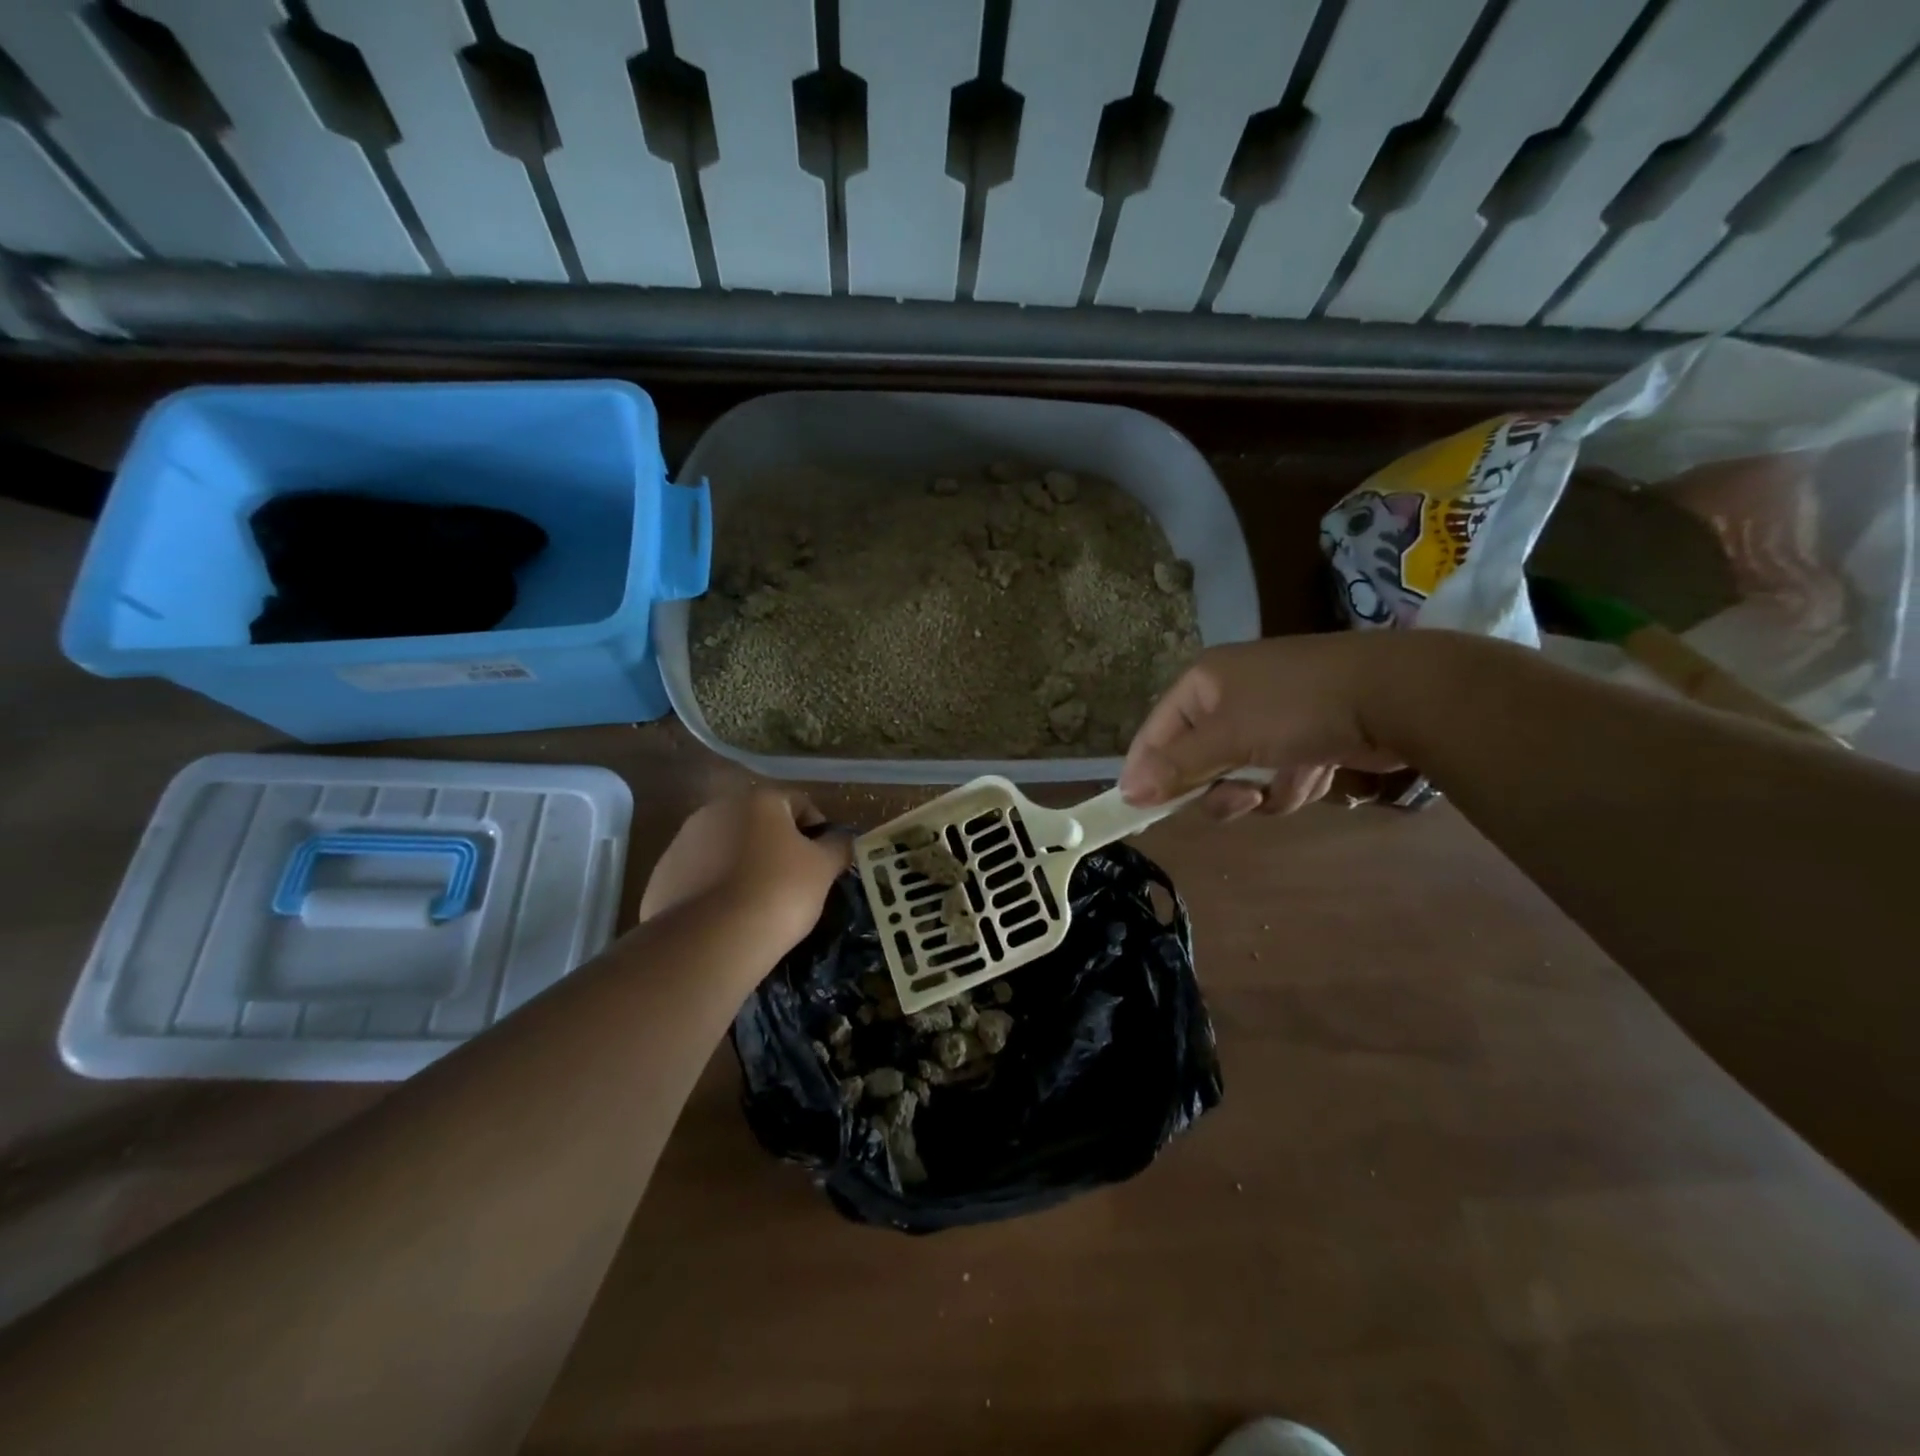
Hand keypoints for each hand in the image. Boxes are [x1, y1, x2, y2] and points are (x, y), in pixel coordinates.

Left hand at [640, 789, 851, 948]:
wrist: (710, 941)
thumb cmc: (778, 892)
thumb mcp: (823, 869)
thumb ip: (838, 846)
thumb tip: (841, 840)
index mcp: (758, 799)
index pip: (799, 803)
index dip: (818, 832)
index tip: (824, 864)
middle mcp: (717, 809)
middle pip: (759, 824)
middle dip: (777, 847)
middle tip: (794, 884)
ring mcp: (683, 842)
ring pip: (726, 849)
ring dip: (744, 866)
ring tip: (759, 904)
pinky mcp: (662, 876)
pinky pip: (701, 876)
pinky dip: (716, 889)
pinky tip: (728, 917)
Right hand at [1120, 634, 1412, 819]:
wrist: (1397, 695)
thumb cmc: (1298, 707)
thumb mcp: (1229, 737)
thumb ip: (1178, 766)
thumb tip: (1128, 791)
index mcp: (1204, 683)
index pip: (1156, 733)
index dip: (1147, 770)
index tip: (1140, 809)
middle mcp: (1230, 697)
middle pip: (1198, 761)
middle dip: (1219, 786)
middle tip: (1241, 800)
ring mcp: (1270, 718)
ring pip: (1238, 777)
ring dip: (1260, 791)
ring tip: (1288, 785)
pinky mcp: (1303, 738)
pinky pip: (1275, 778)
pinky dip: (1292, 784)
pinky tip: (1317, 773)